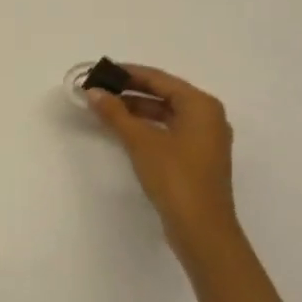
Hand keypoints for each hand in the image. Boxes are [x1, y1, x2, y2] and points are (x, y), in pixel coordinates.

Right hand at [86, 65, 236, 260]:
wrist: (202, 229)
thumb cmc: (175, 176)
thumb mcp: (140, 141)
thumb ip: (115, 113)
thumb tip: (93, 92)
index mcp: (201, 105)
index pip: (158, 78)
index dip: (127, 73)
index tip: (99, 71)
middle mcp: (208, 117)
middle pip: (164, 94)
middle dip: (130, 91)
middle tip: (99, 89)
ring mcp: (205, 139)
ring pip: (166, 113)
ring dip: (136, 109)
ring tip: (105, 108)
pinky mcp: (198, 158)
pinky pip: (170, 130)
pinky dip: (147, 126)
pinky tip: (124, 130)